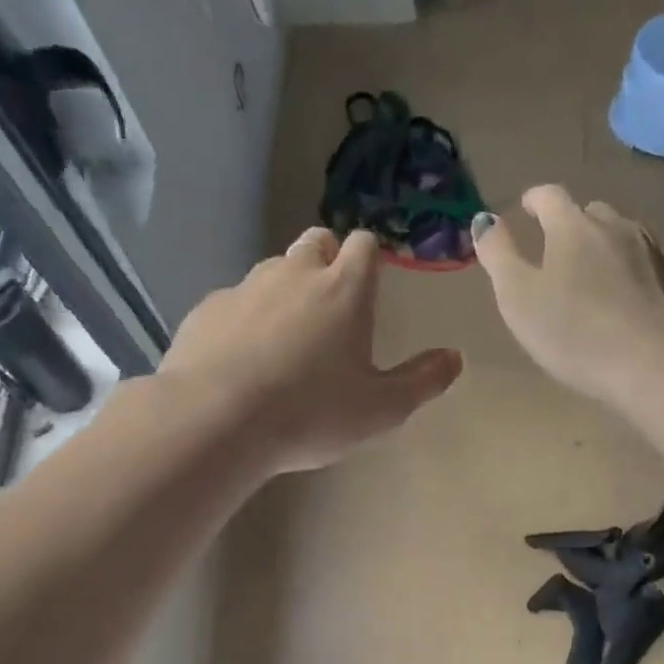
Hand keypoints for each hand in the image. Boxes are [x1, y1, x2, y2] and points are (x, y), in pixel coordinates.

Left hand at [160, 228, 462, 473]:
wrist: (217, 420)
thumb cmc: (311, 413)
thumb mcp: (382, 409)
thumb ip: (423, 381)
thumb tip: (456, 357)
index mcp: (344, 289)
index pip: (364, 244)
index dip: (371, 258)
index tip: (372, 283)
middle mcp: (295, 274)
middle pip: (316, 242)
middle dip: (328, 260)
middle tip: (333, 305)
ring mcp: (245, 287)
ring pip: (274, 270)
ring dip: (287, 289)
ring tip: (288, 337)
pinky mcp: (207, 309)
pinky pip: (235, 301)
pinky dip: (247, 317)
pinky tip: (245, 358)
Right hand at [471, 186, 663, 403]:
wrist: (651, 364)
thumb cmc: (573, 332)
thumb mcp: (518, 297)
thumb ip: (498, 255)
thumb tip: (484, 219)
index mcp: (573, 227)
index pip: (550, 196)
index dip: (534, 200)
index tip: (526, 209)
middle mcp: (616, 227)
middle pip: (591, 212)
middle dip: (572, 224)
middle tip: (557, 250)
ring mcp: (651, 253)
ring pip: (622, 236)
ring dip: (604, 246)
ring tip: (592, 274)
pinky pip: (645, 265)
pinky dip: (630, 272)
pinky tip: (624, 299)